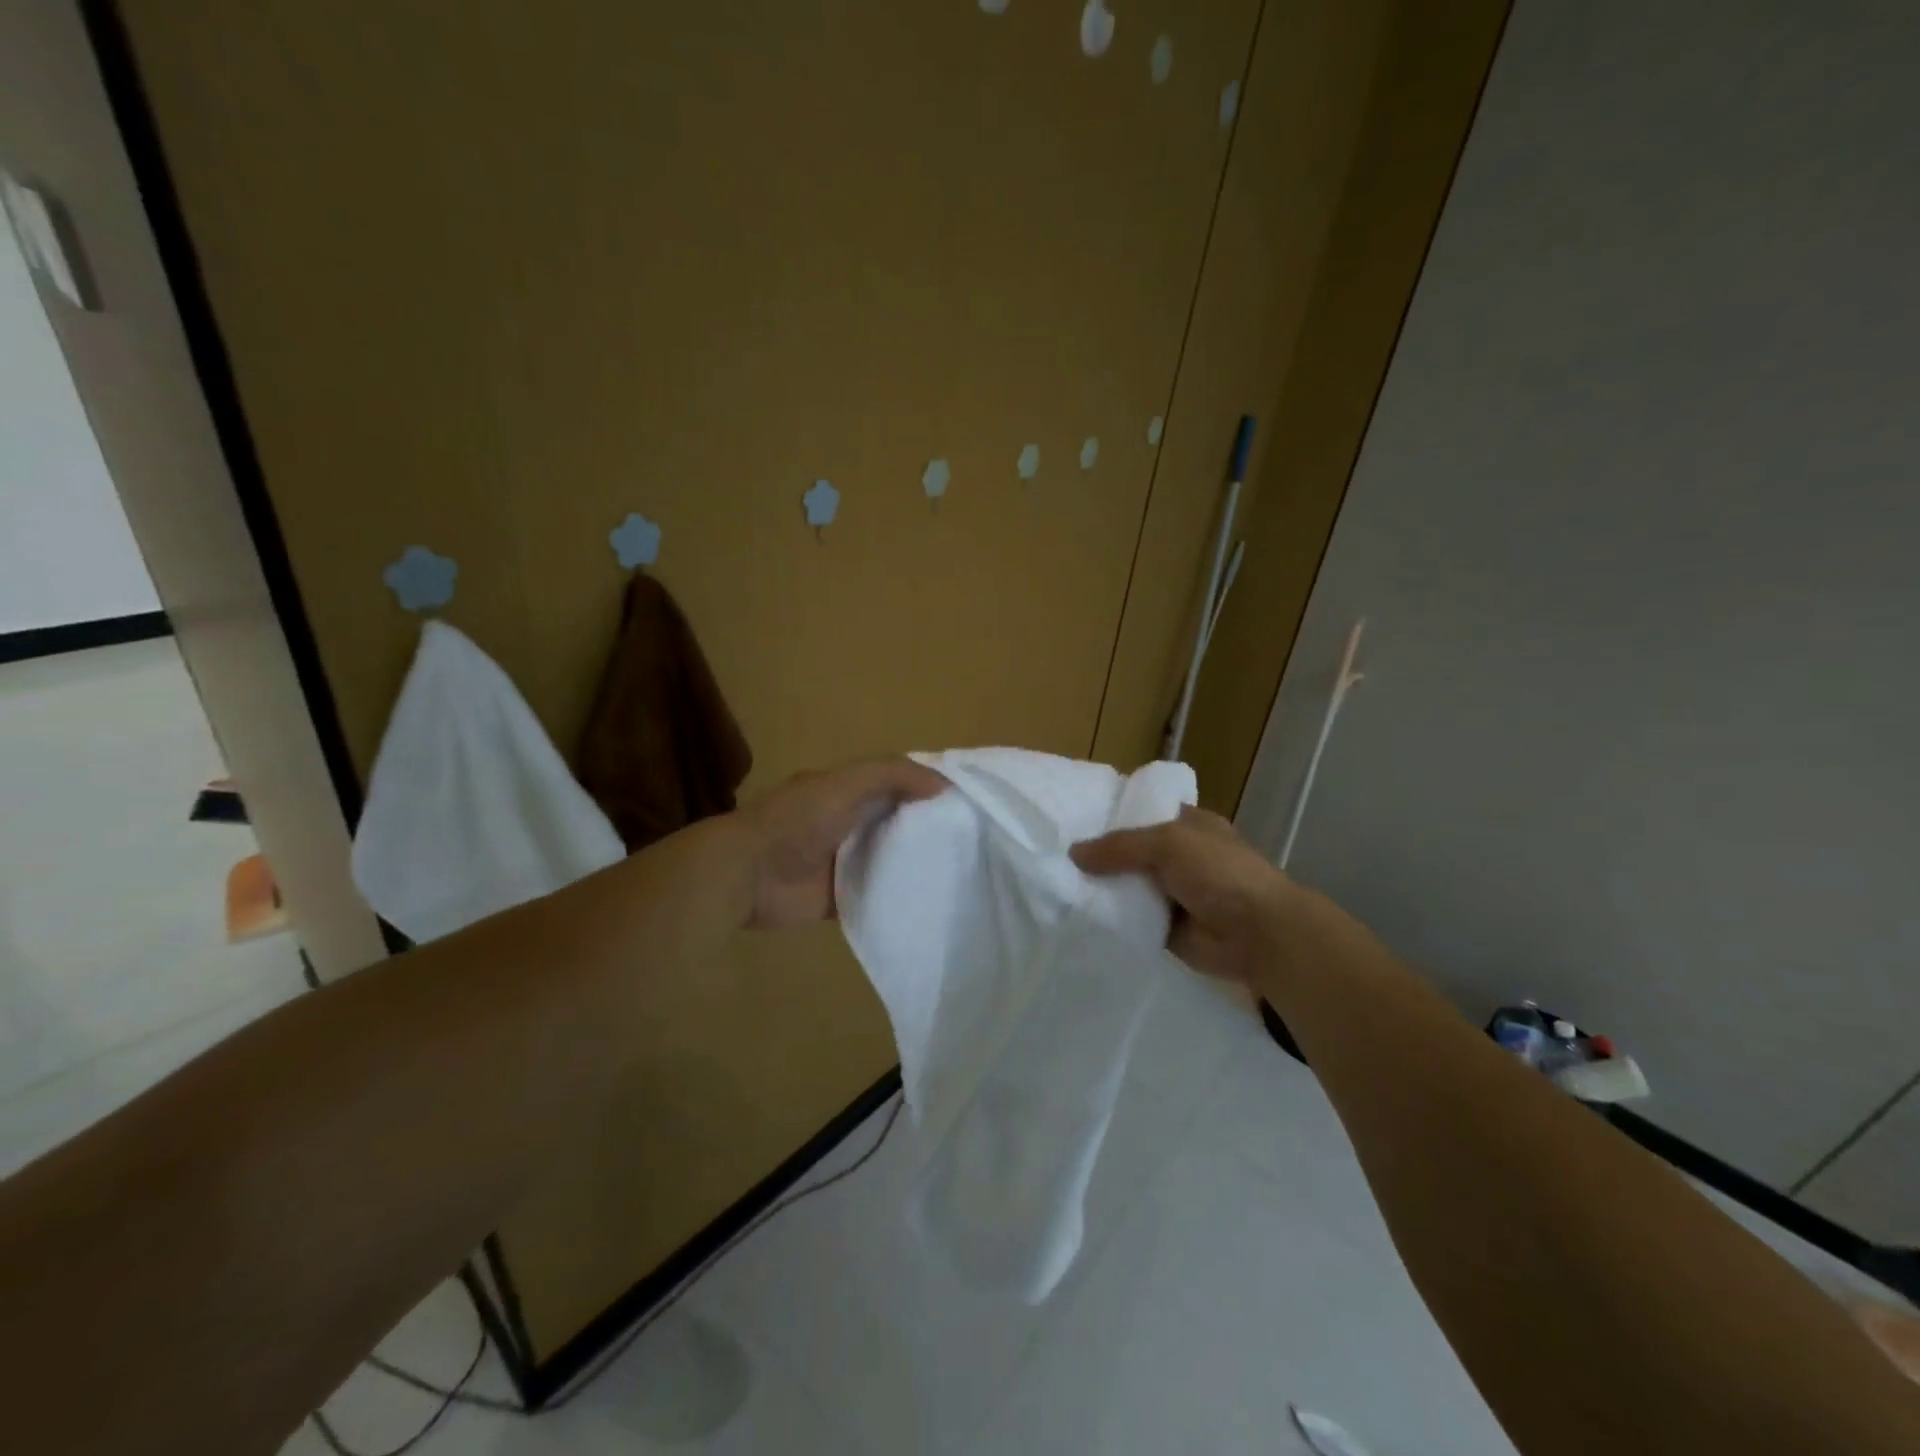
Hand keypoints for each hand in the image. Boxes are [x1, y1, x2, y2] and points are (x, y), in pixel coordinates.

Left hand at [738, 757, 947, 929]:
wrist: (750, 875)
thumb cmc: (798, 820)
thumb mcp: (846, 783)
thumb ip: (893, 775)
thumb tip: (945, 785)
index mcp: (846, 790)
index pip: (896, 783)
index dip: (927, 787)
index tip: (968, 799)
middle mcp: (847, 822)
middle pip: (896, 822)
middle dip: (928, 828)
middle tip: (975, 839)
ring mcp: (843, 861)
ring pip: (889, 859)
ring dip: (916, 863)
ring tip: (963, 869)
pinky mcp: (841, 897)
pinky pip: (876, 895)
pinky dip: (898, 897)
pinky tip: (931, 900)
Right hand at [1071, 806, 1354, 988]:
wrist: (1258, 935)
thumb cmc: (1220, 873)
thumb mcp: (1169, 843)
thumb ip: (1120, 846)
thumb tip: (1074, 853)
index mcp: (1188, 825)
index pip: (1143, 812)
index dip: (1112, 814)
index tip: (1073, 818)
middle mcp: (1179, 856)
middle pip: (1130, 851)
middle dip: (1100, 854)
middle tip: (1055, 854)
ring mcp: (1172, 893)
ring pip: (1128, 886)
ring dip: (1102, 888)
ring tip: (1058, 884)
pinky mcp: (1165, 927)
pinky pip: (1131, 918)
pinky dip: (1112, 918)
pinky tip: (1078, 915)